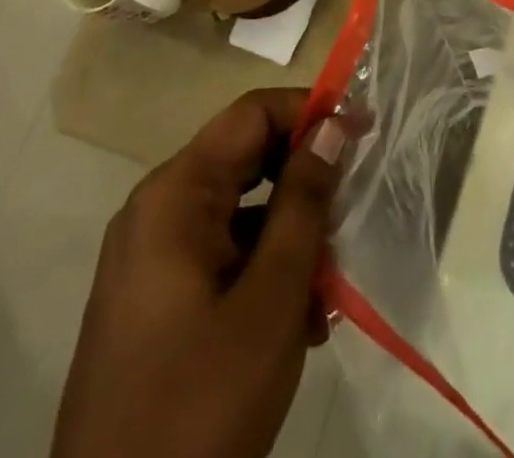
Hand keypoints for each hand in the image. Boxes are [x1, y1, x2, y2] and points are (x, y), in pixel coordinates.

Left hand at [52, 88, 347, 457]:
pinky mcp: (154, 298)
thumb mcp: (273, 294)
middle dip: (306, 178)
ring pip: (241, 209)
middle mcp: (155, 211)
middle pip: (246, 157)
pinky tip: (300, 318)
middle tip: (352, 208)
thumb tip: (333, 125)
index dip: (312, 110)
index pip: (253, 113)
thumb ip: (305, 199)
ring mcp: (149, 258)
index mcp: (174, 196)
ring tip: (330, 282)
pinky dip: (265, 266)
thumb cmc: (201, 403)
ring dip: (292, 231)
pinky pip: (222, 252)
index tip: (364, 131)